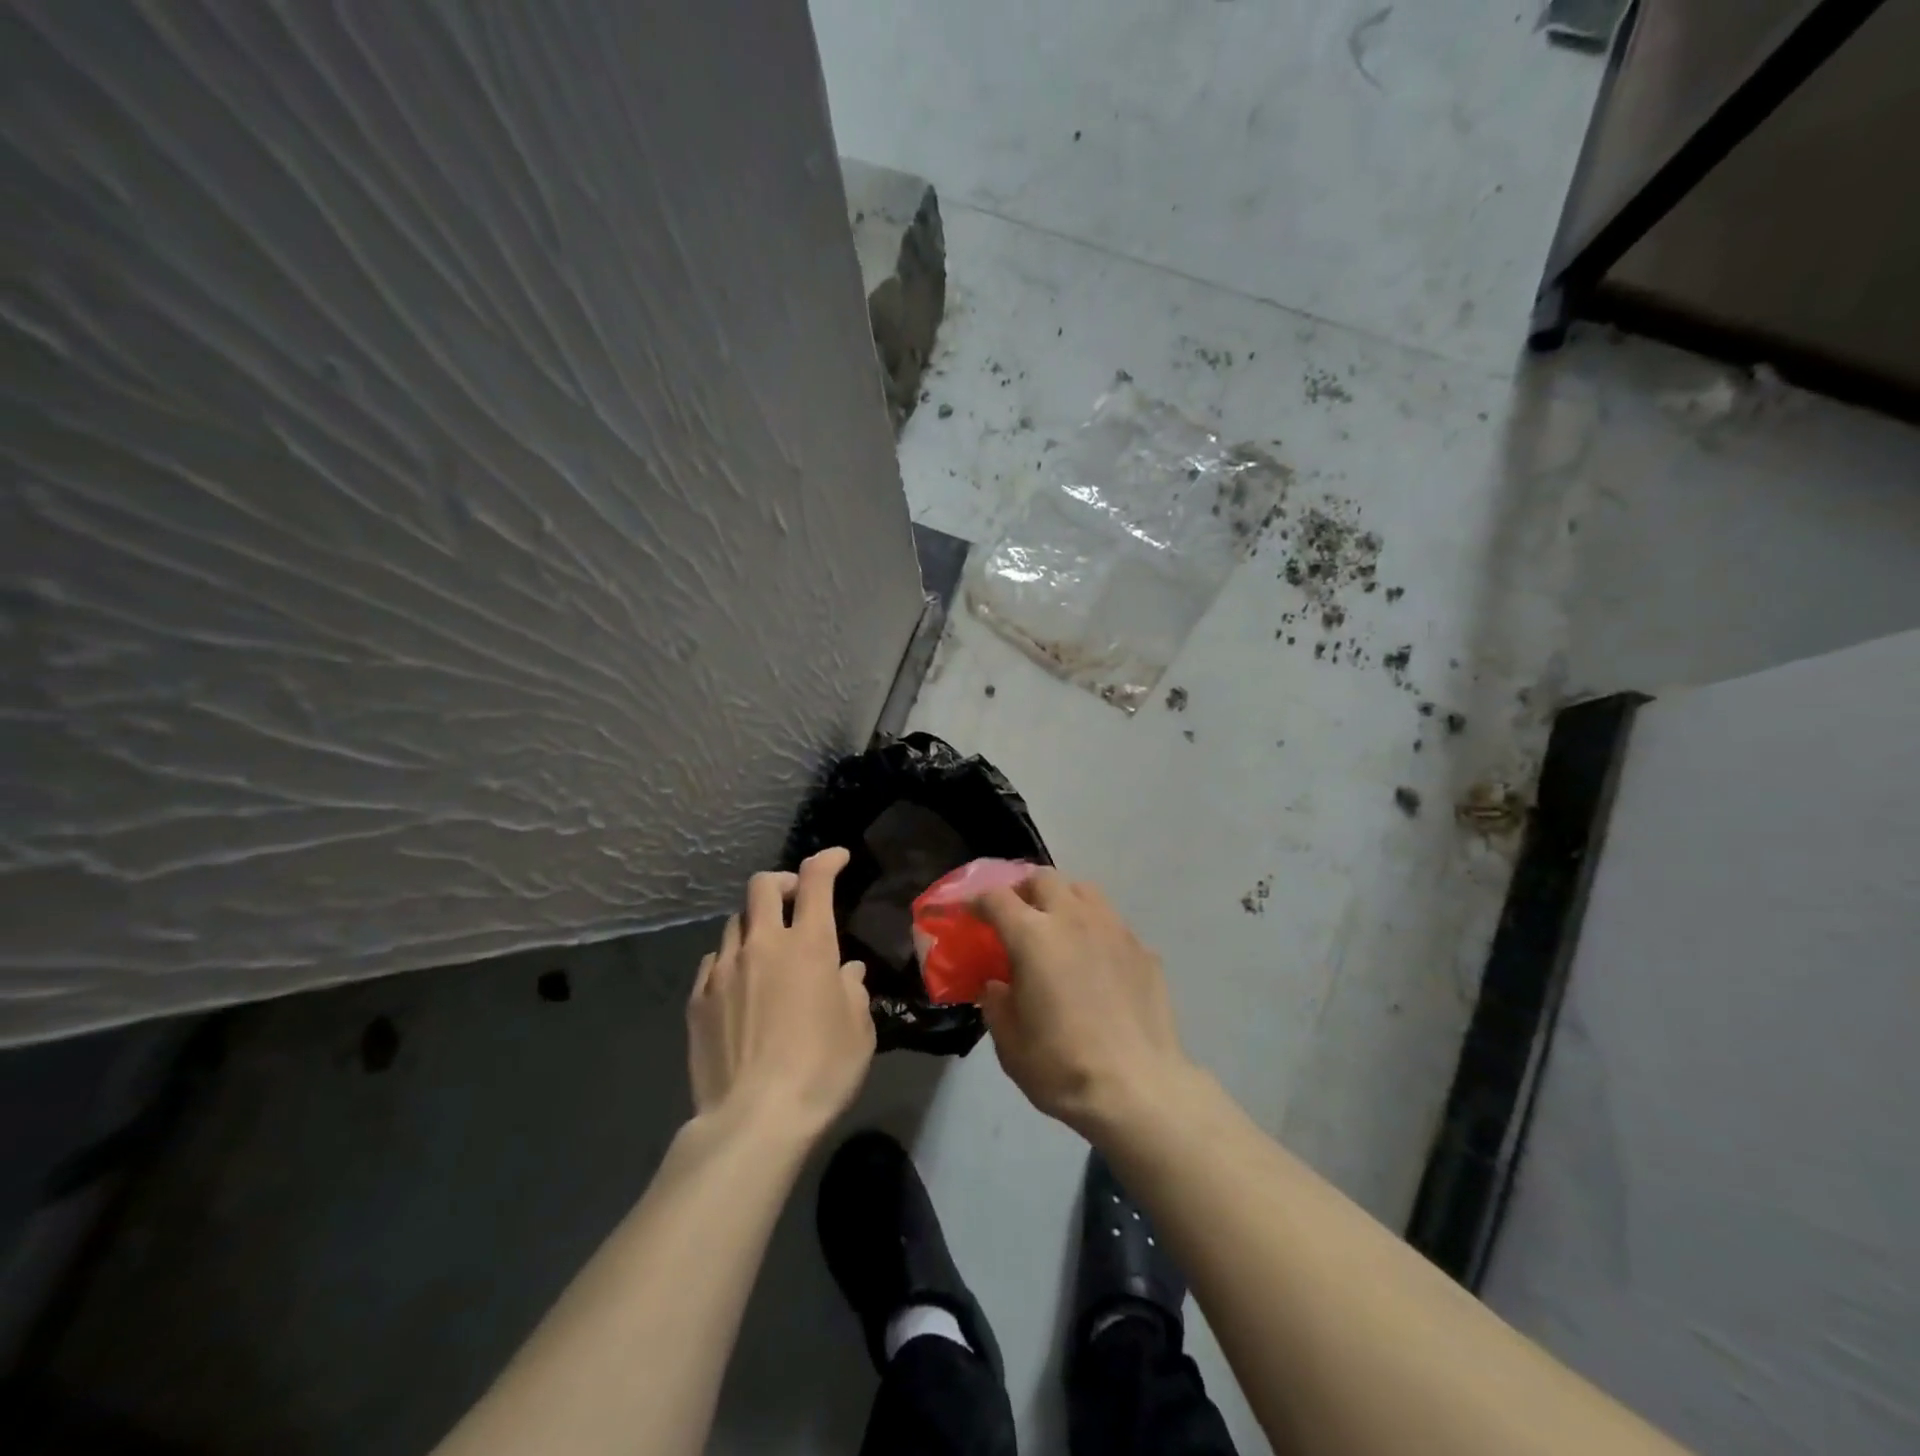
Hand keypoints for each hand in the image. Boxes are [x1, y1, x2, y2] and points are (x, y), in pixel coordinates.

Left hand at [687, 848, 874, 1139]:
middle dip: (781, 882)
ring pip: (735, 923)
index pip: (815, 880)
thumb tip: (847, 972)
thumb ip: (853, 990)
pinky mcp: (698, 999)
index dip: (827, 860)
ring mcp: (724, 970)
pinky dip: (730, 960)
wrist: (754, 1121)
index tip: (837, 858)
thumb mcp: (858, 1031)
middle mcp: (763, 945)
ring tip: (766, 950)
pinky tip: (739, 986)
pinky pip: (713, 961)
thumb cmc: (821, 1071)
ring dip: (755, 925)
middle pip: (762, 887)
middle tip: (795, 899)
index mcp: (809, 946)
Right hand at [976, 870, 1198, 1140]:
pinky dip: (1095, 931)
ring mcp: (1114, 930)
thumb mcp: (1010, 1044)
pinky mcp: (1144, 949)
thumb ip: (997, 1005)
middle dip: (1024, 891)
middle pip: (1043, 879)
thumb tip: (998, 985)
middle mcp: (1074, 919)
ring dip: (1063, 900)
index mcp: (1033, 936)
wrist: (1139, 1089)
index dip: (978, 902)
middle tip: (1017, 916)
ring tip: (1058, 928)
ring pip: (1083, 891)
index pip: (997, 899)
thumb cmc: (1063, 1066)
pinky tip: (1096, 962)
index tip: (971, 914)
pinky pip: (1112, 924)